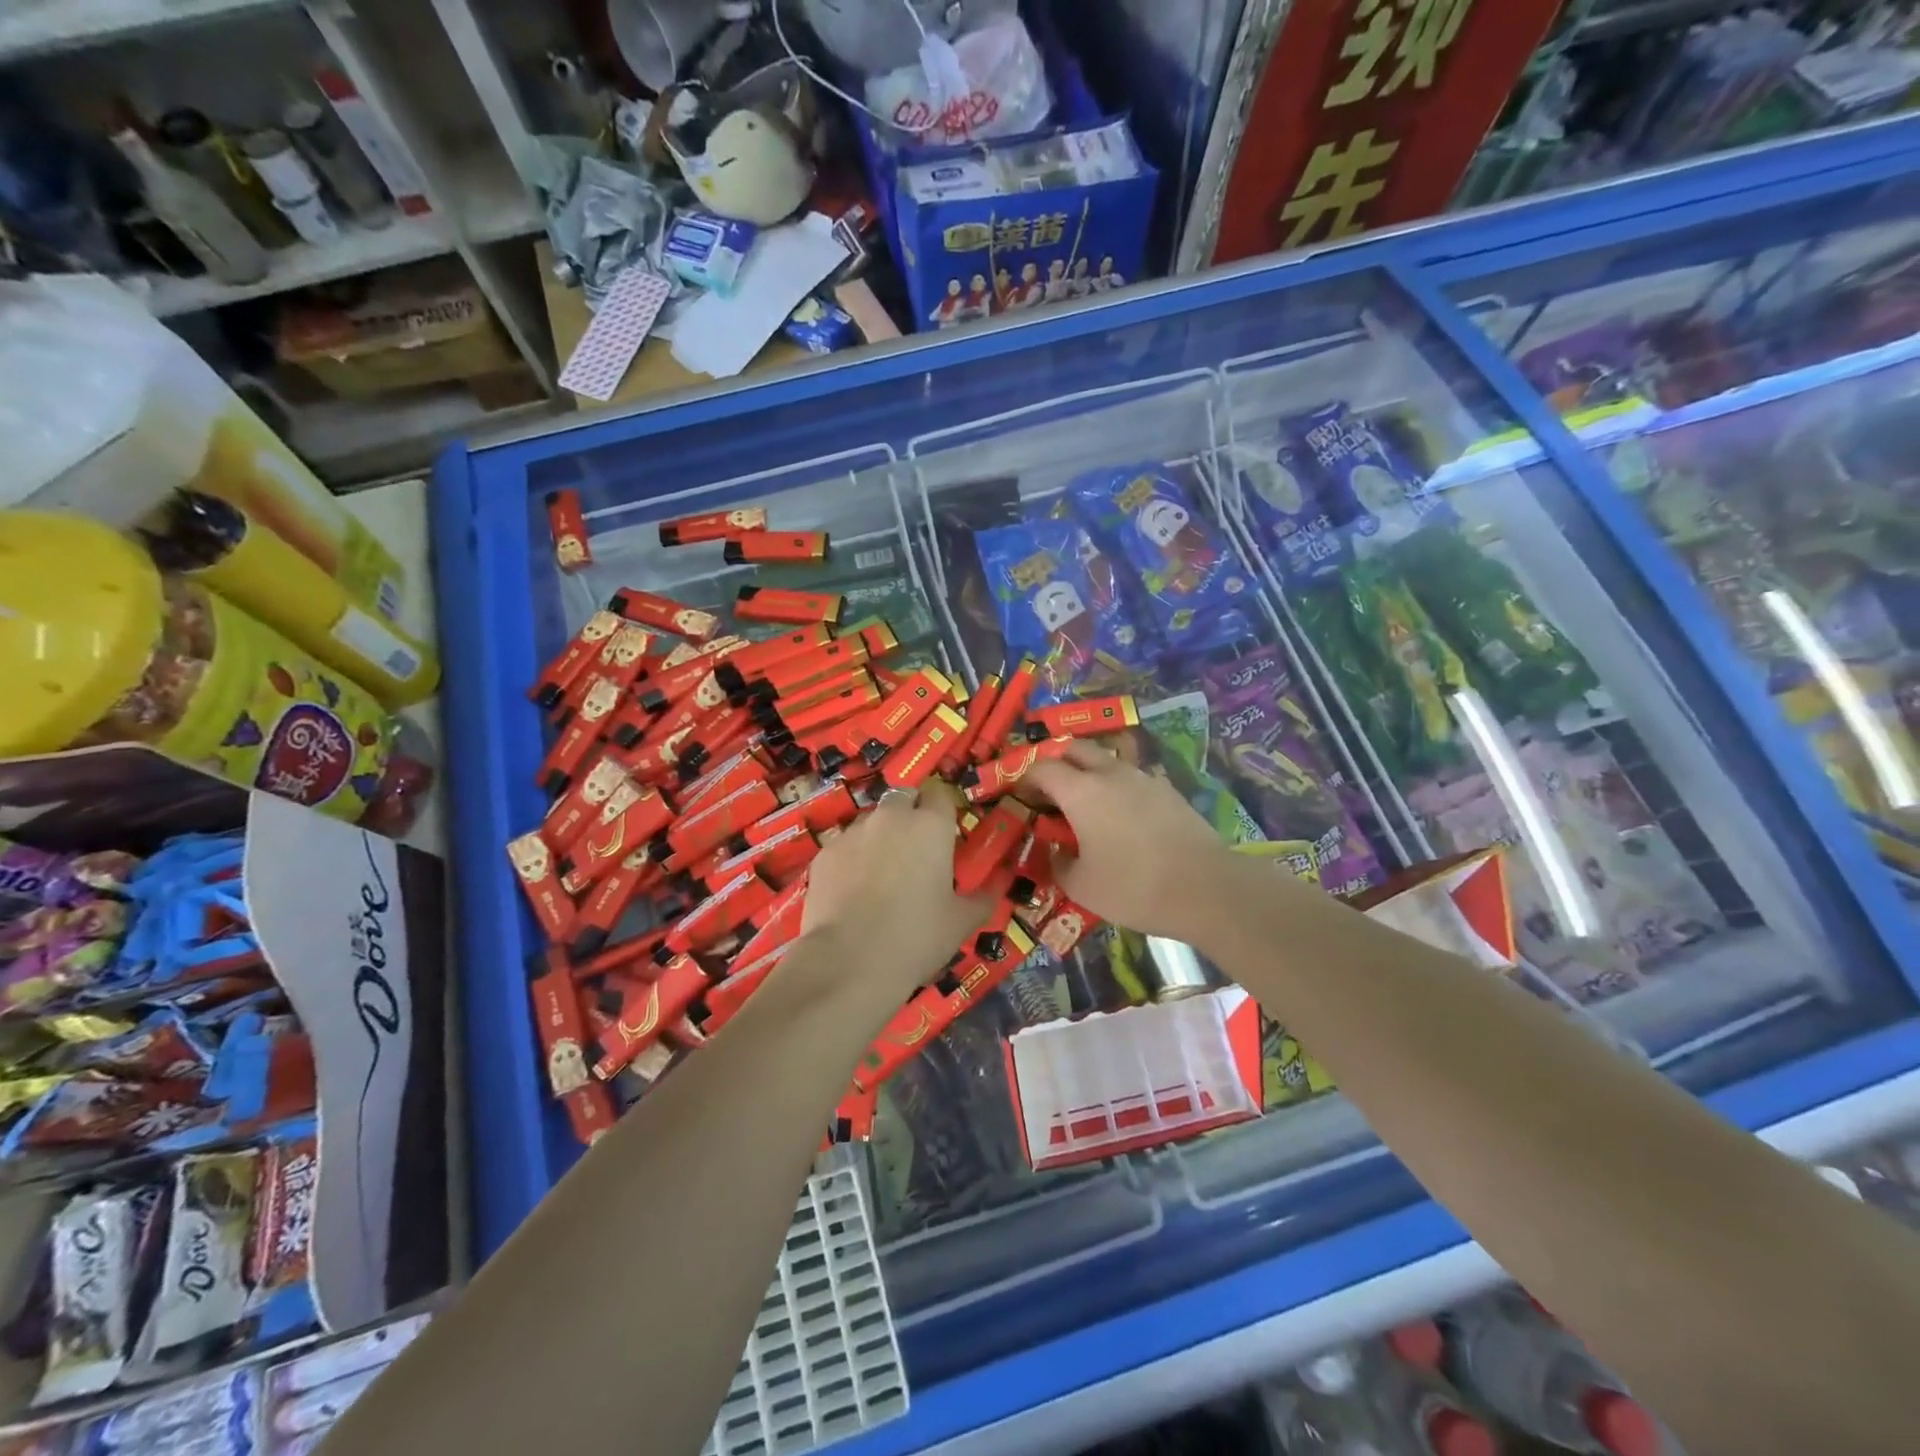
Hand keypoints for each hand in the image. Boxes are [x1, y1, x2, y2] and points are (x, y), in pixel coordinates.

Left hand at [801, 782, 990, 996]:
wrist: (849, 962)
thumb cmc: (916, 937)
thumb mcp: (961, 922)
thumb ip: (983, 897)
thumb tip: (998, 885)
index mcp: (930, 826)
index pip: (940, 794)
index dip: (943, 810)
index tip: (946, 833)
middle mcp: (891, 817)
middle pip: (903, 798)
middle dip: (910, 814)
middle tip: (915, 850)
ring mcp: (853, 832)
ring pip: (871, 821)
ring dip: (880, 836)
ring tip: (881, 874)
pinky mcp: (824, 853)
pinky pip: (844, 846)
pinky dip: (852, 859)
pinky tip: (853, 891)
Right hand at [1024, 741, 1236, 942]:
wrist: (1206, 888)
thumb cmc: (1133, 887)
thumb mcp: (1082, 886)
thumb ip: (1058, 863)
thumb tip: (1055, 850)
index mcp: (1081, 791)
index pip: (1042, 767)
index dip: (1025, 778)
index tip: (1020, 797)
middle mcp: (1110, 773)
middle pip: (1075, 748)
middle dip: (1056, 761)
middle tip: (1049, 790)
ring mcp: (1144, 778)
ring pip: (1107, 760)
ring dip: (1089, 772)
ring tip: (1086, 803)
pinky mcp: (1169, 790)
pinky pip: (1133, 778)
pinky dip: (1118, 787)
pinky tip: (1122, 817)